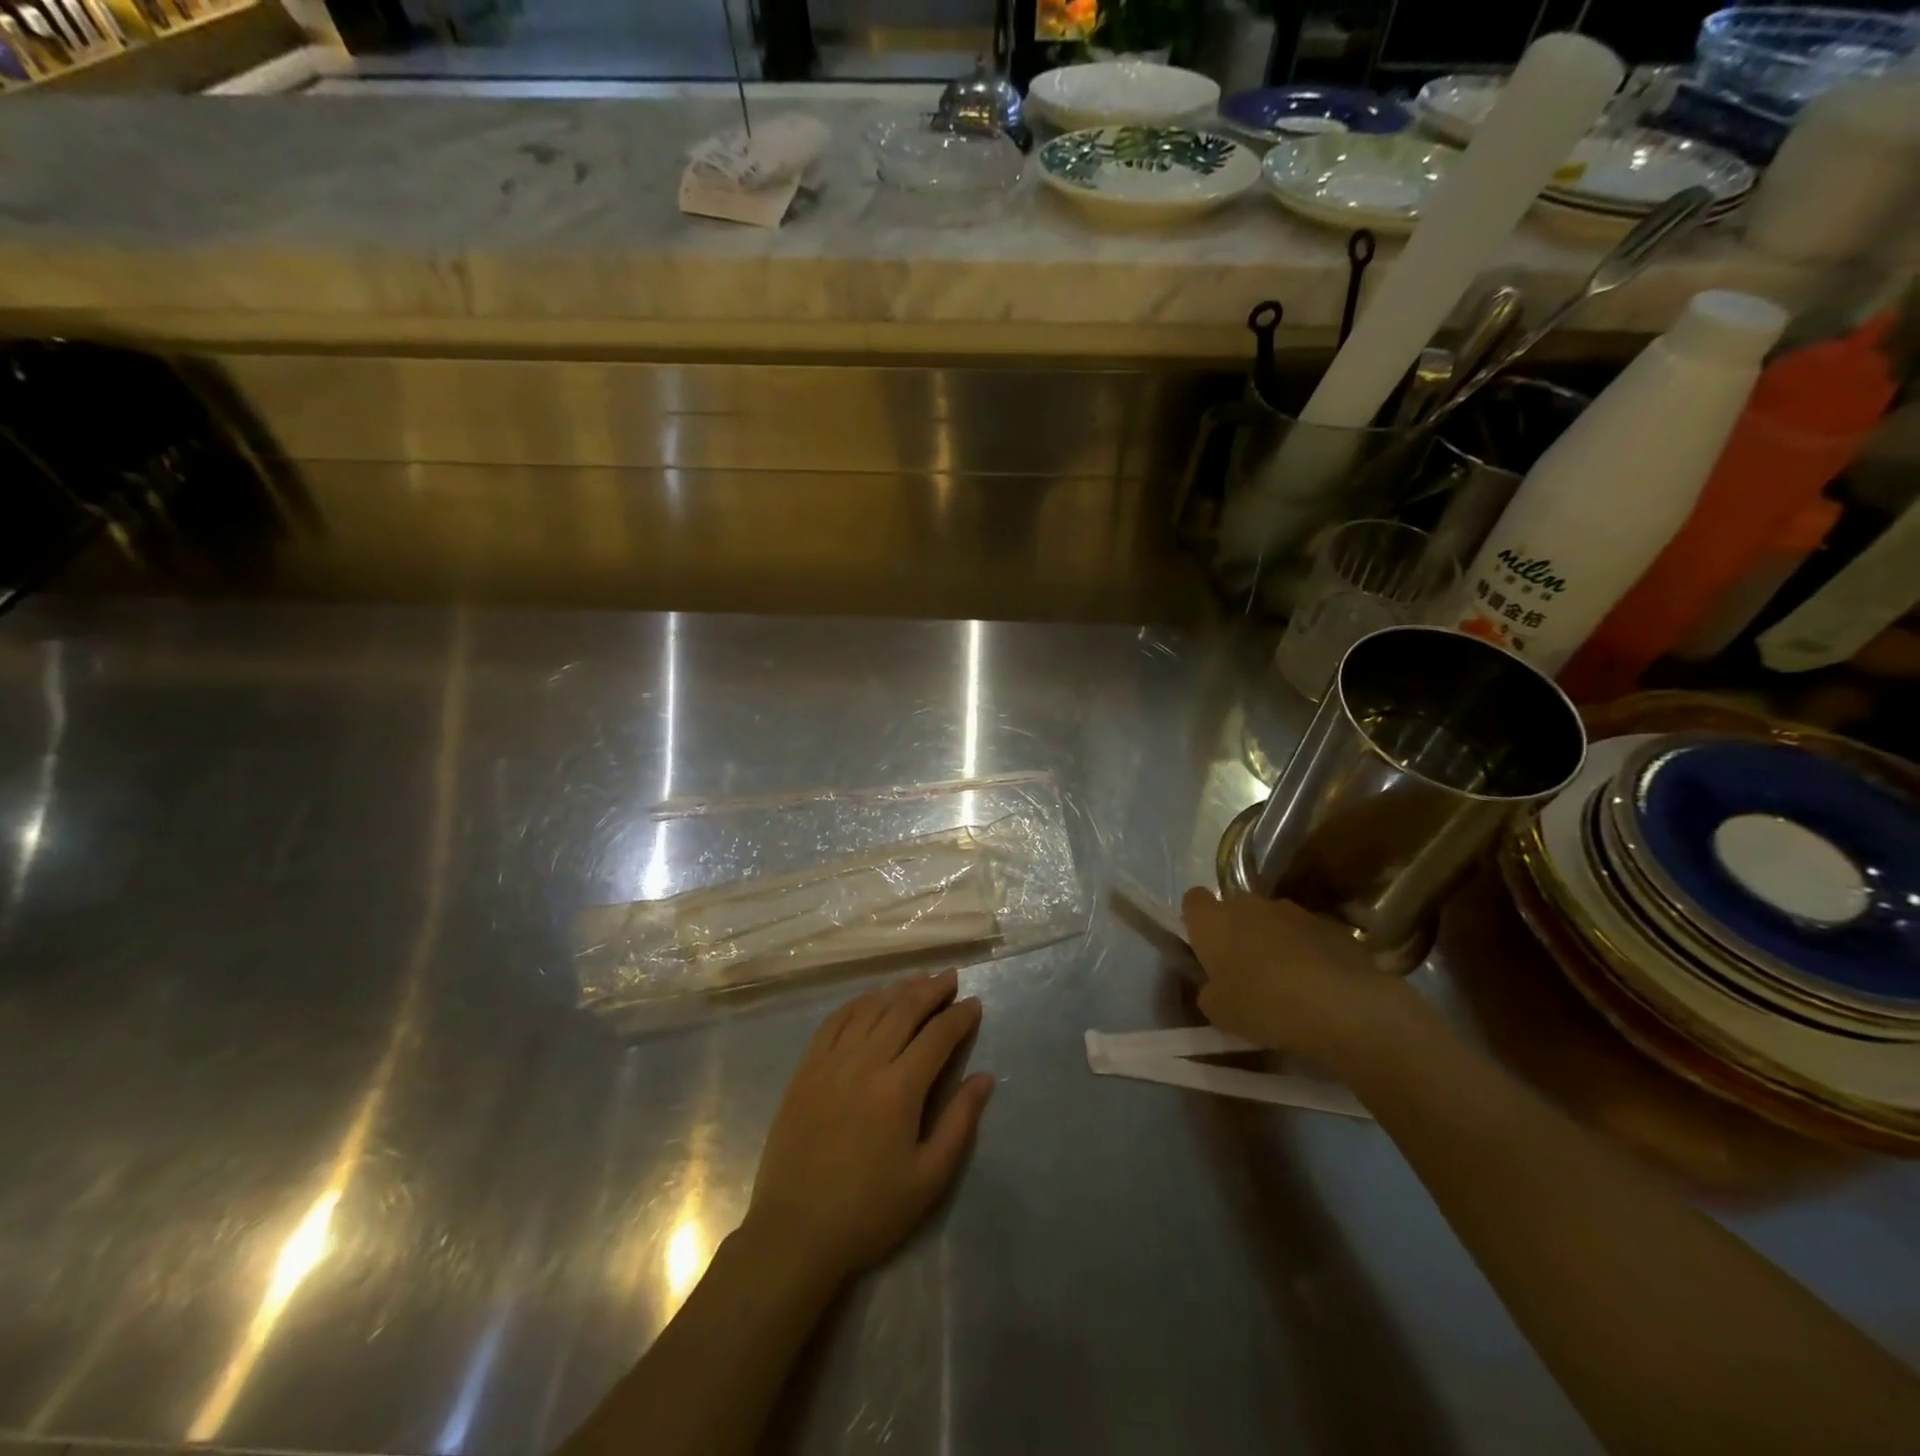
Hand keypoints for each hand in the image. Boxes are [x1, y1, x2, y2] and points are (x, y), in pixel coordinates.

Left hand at [745, 969, 992, 1281]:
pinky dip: (858, 1003)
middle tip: (950, 978)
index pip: (937, 1037)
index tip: (975, 1003)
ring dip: (897, 990)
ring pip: (870, 1009)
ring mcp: (830, 1062)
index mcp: (898, 1090)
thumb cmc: (869, 1211)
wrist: (795, 1232)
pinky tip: (870, 998)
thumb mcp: (928, 1178)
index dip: (959, 1016)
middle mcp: (865, 1063)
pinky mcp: (806, 1069)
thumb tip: (985, 1078)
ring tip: (918, 980)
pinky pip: (834, 1021)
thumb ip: (959, 1123)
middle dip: (931, 990)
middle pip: (903, 1010)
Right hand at [1181, 889, 1438, 1069]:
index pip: (1192, 901)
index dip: (1196, 922)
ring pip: (1272, 920)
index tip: (1205, 949)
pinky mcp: (1329, 923)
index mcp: (1212, 920)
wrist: (1342, 1005)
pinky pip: (1306, 934)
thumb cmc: (1264, 1005)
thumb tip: (1214, 986)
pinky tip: (1318, 984)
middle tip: (1244, 970)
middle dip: (1237, 932)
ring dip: (1273, 940)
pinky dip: (1307, 951)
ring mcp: (1292, 910)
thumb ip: (1208, 991)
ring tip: (1286, 980)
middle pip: (1235, 908)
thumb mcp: (1218, 1012)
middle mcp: (1248, 904)